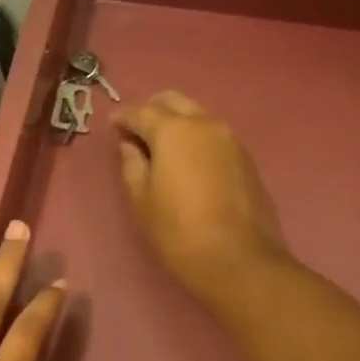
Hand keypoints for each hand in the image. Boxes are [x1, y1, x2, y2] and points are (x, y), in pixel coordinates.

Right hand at [113, 90, 288, 301]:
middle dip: (153, 110)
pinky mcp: (246, 159)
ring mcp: (230, 140)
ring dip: (178, 123)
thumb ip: (132, 164)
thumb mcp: (141, 200)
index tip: (113, 125)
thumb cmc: (178, 230)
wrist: (237, 258)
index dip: (123, 117)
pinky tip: (189, 162)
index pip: (141, 111)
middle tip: (137, 130)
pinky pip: (214, 136)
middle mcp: (205, 124)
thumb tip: (130, 144)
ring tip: (163, 148)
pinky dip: (197, 139)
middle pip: (174, 102)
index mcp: (173, 130)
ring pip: (198, 116)